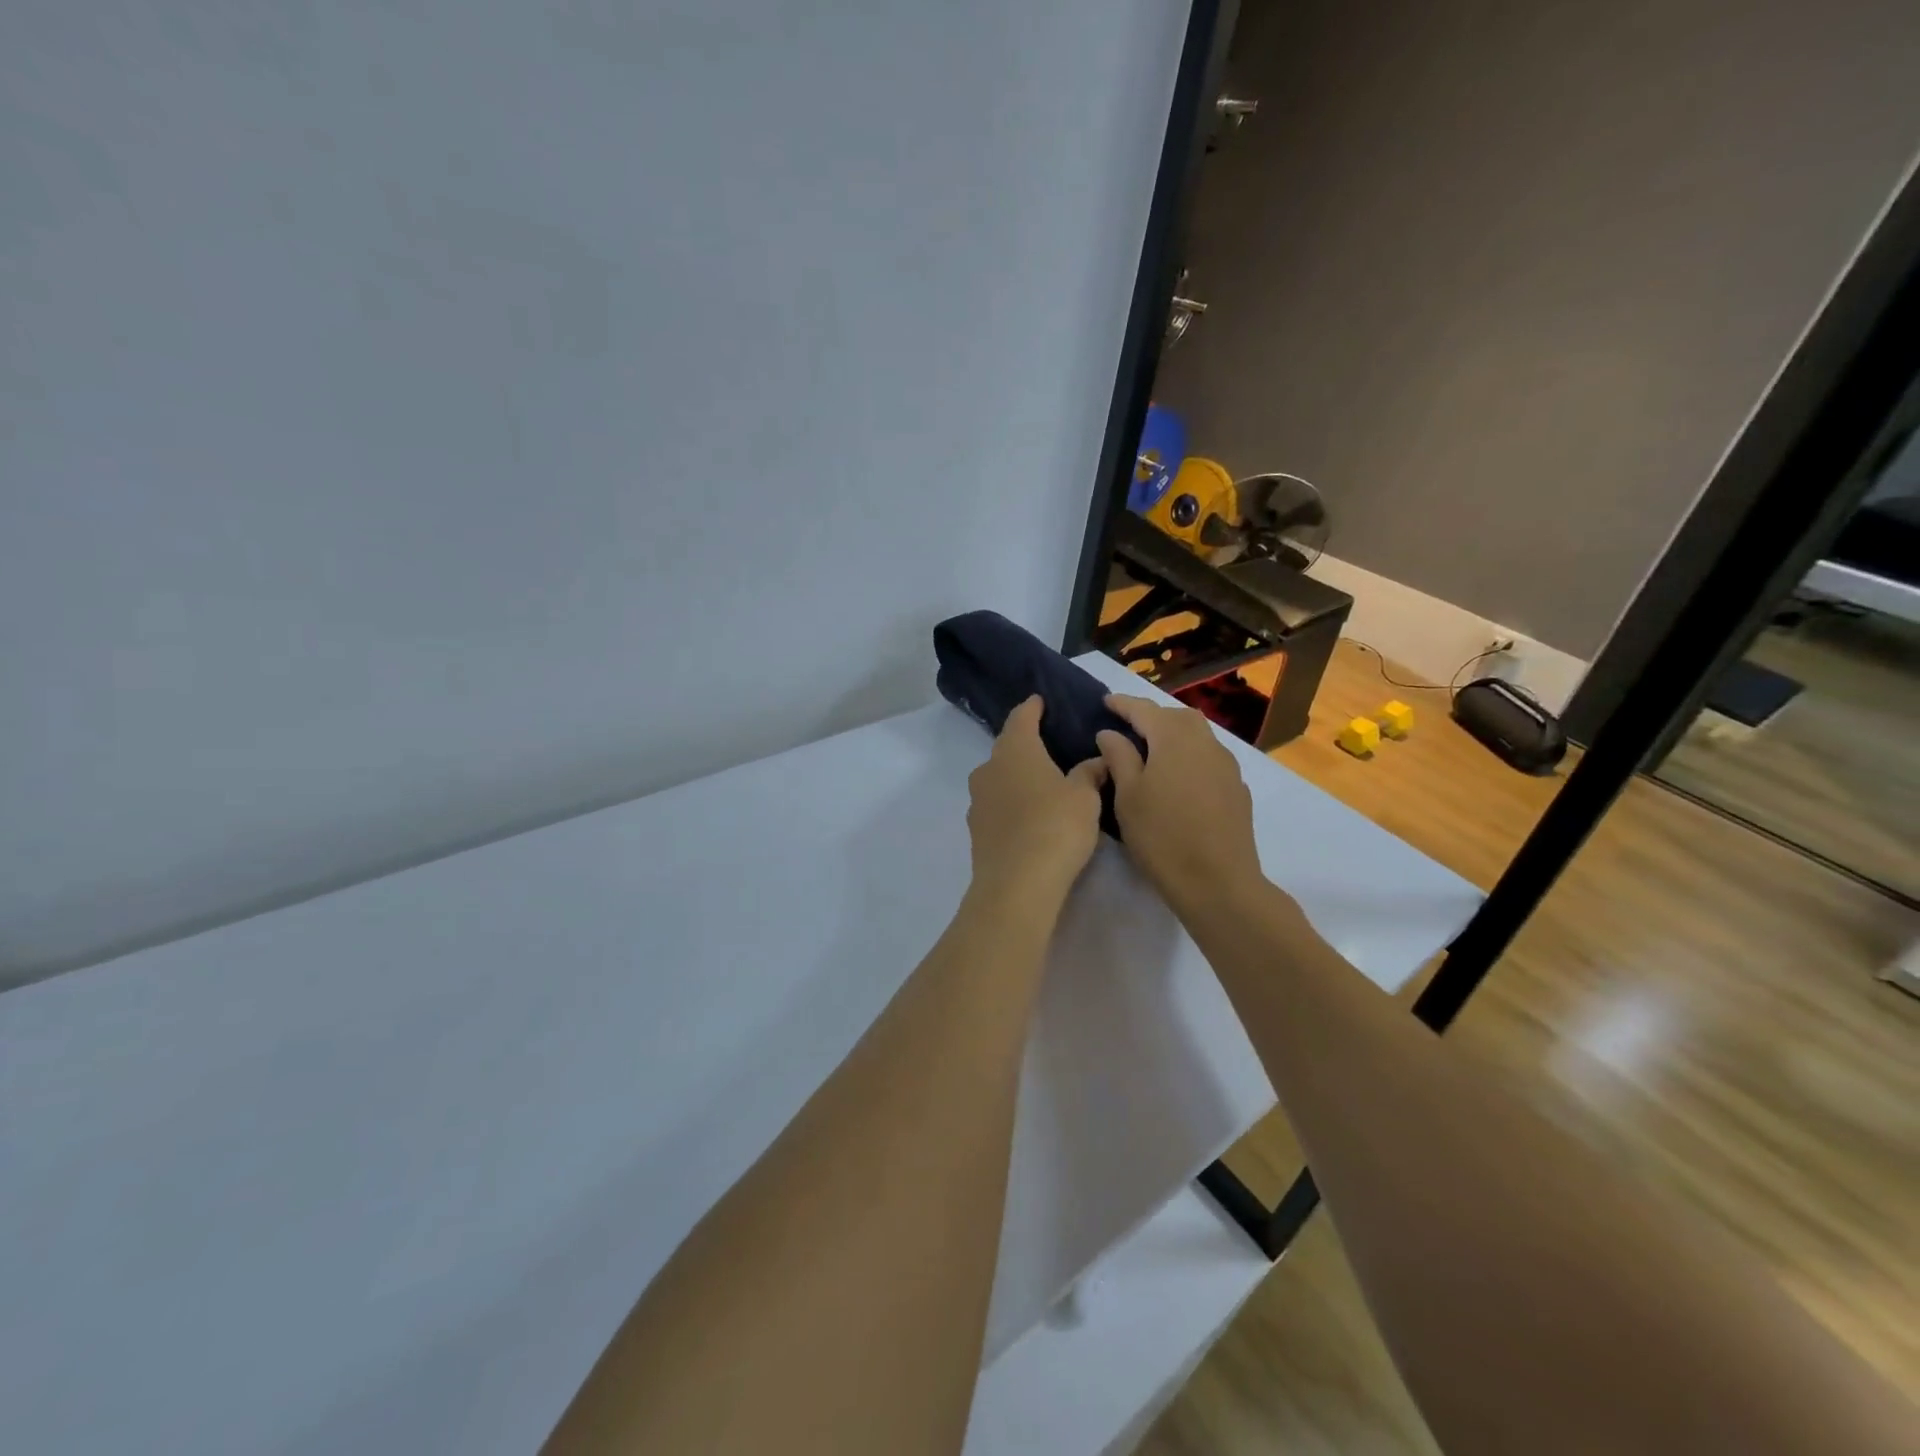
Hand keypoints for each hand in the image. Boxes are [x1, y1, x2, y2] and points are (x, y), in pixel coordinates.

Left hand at [965, 696, 1107, 907]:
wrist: (1016, 884)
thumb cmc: (1055, 827)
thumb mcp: (1085, 797)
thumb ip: (1090, 773)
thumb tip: (1098, 759)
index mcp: (1015, 750)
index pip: (1021, 717)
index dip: (1032, 708)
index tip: (1040, 701)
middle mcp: (989, 768)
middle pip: (1007, 747)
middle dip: (1024, 743)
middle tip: (1047, 743)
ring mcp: (978, 801)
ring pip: (998, 777)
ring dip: (1016, 776)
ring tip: (1041, 782)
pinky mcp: (976, 830)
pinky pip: (996, 805)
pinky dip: (1011, 803)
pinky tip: (1028, 815)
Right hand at [1096, 694, 1262, 913]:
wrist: (1218, 882)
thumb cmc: (1162, 836)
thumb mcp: (1127, 796)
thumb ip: (1118, 757)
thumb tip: (1110, 733)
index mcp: (1174, 739)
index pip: (1144, 709)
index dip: (1123, 704)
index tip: (1105, 701)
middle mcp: (1205, 743)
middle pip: (1176, 717)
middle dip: (1152, 716)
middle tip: (1128, 725)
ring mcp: (1227, 766)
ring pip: (1197, 736)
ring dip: (1173, 735)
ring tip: (1152, 749)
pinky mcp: (1237, 789)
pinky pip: (1209, 758)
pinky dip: (1189, 756)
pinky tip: (1178, 777)